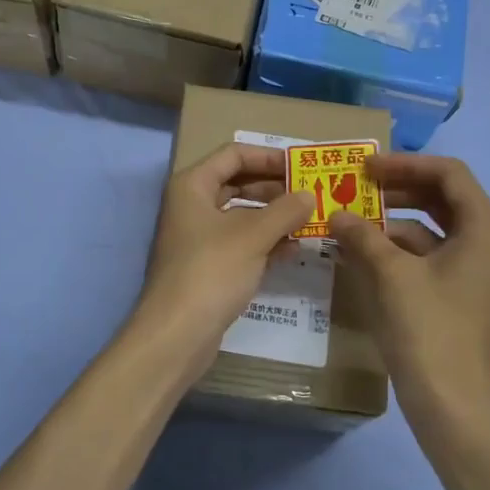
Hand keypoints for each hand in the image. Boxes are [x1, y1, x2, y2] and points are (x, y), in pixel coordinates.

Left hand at [131, 142, 314, 375]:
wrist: (176, 335)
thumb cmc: (211, 271)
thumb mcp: (253, 236)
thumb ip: (285, 211)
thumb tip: (310, 195)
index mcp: (193, 186)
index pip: (233, 154)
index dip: (268, 157)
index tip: (301, 166)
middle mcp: (192, 206)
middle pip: (238, 183)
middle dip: (275, 188)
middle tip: (313, 194)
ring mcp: (199, 238)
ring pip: (242, 216)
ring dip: (274, 217)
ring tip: (311, 220)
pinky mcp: (208, 266)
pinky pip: (241, 244)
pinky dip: (265, 242)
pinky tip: (295, 248)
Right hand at [328, 154, 489, 421]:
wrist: (448, 399)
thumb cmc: (427, 328)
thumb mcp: (390, 274)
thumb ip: (362, 234)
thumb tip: (336, 214)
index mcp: (483, 227)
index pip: (448, 173)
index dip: (406, 164)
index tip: (367, 168)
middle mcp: (483, 240)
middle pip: (440, 195)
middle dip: (397, 188)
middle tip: (356, 185)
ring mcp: (470, 266)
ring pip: (429, 224)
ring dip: (390, 218)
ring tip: (348, 217)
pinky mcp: (453, 288)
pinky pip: (424, 252)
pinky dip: (393, 246)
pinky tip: (357, 249)